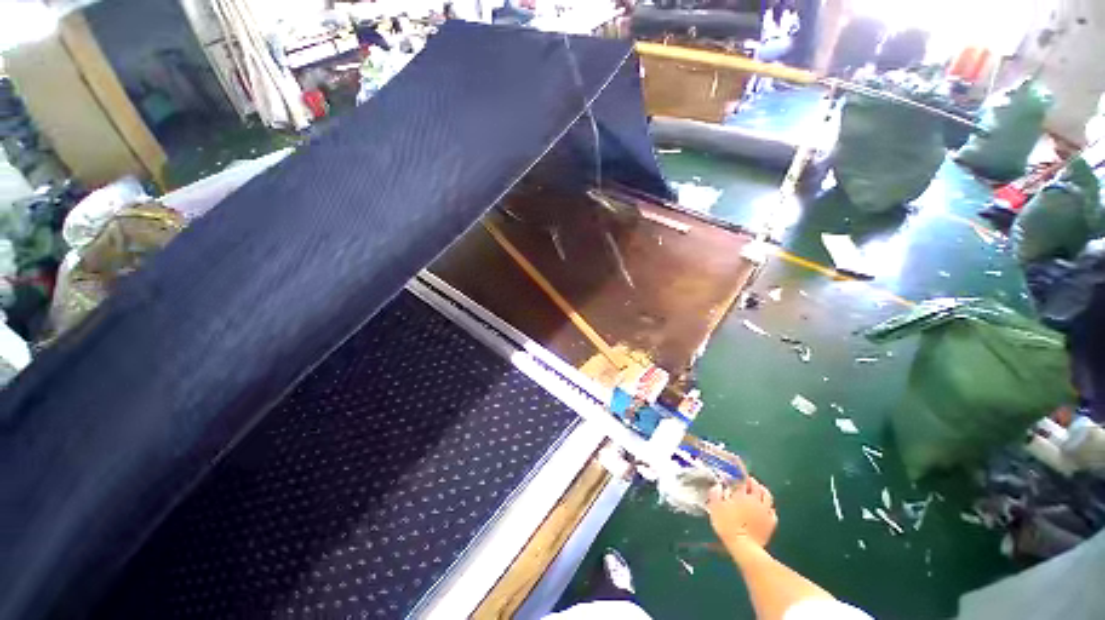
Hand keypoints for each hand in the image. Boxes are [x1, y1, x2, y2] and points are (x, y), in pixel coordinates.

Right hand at [707, 477, 777, 549]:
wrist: (744, 548)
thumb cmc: (727, 526)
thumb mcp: (715, 508)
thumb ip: (715, 494)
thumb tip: (717, 486)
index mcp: (741, 495)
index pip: (742, 481)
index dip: (739, 477)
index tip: (736, 476)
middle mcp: (755, 500)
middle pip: (757, 486)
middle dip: (752, 482)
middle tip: (748, 481)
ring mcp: (765, 511)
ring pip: (767, 496)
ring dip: (763, 491)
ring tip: (759, 490)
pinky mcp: (771, 523)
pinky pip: (772, 511)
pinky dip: (769, 507)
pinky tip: (766, 509)